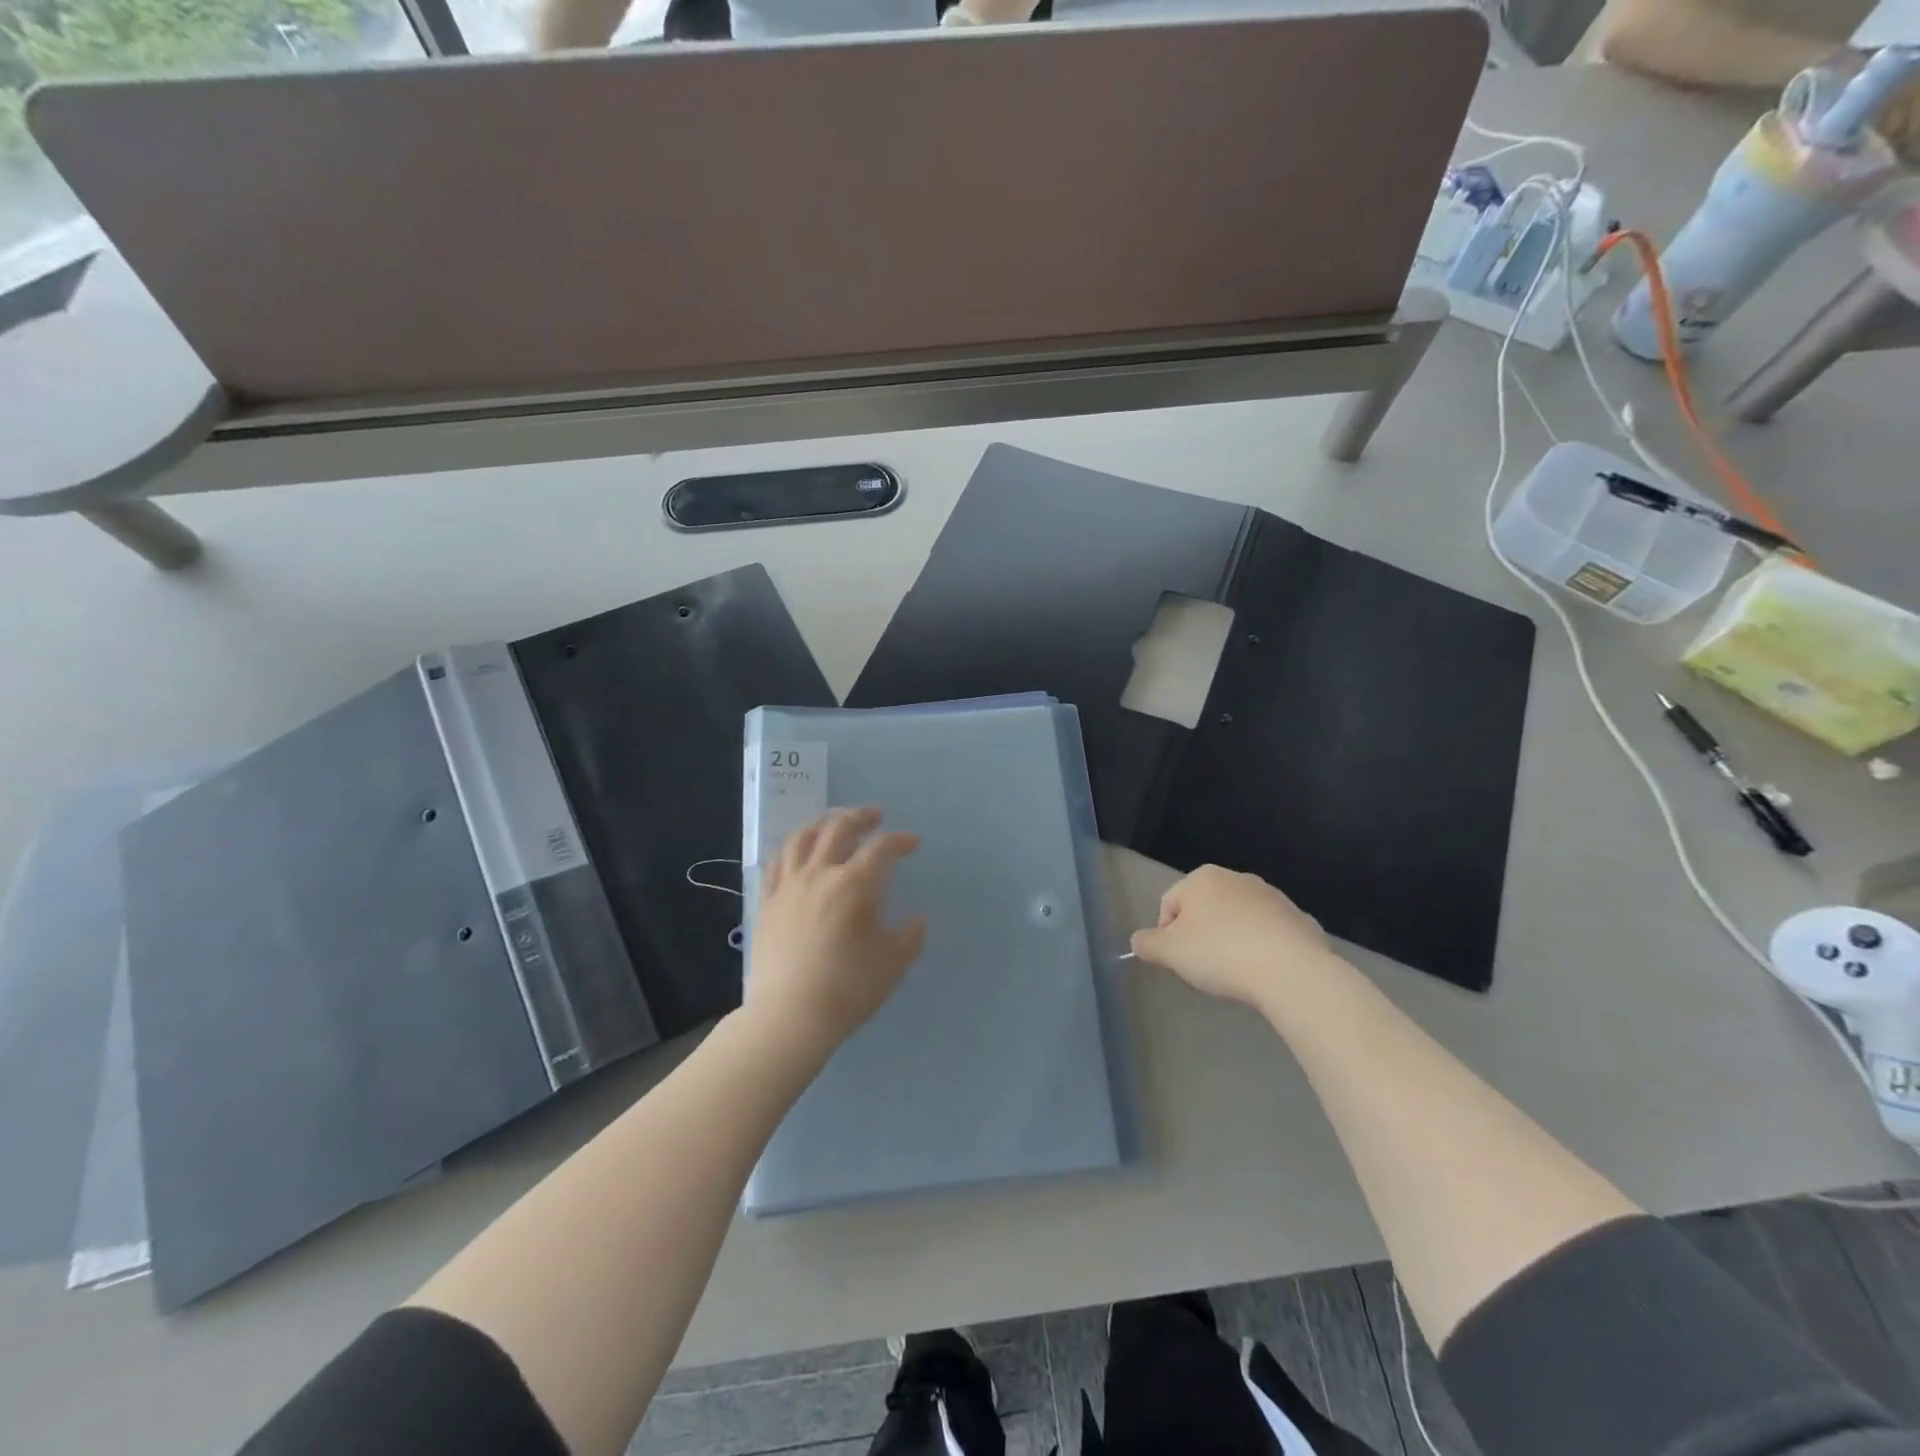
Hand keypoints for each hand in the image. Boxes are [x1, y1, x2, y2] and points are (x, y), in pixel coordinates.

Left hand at [745, 807, 926, 1055]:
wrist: (789, 1017)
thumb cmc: (848, 988)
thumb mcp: (893, 963)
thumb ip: (910, 936)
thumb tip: (916, 919)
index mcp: (855, 884)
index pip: (881, 848)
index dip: (900, 841)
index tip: (912, 843)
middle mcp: (820, 874)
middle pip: (839, 828)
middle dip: (861, 817)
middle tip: (875, 816)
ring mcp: (789, 885)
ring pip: (803, 836)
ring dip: (823, 822)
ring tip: (835, 822)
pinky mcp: (766, 900)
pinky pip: (777, 861)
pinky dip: (793, 847)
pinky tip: (799, 851)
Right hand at [1130, 865, 1341, 1009]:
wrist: (1292, 971)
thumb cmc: (1221, 954)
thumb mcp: (1170, 953)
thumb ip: (1146, 943)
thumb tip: (1138, 941)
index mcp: (1202, 878)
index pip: (1169, 904)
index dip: (1167, 935)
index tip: (1179, 961)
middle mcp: (1237, 878)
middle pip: (1205, 909)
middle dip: (1201, 936)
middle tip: (1204, 968)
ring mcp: (1272, 896)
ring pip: (1238, 920)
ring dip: (1232, 940)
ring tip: (1237, 972)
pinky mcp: (1299, 918)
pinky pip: (1269, 933)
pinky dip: (1262, 948)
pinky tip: (1264, 971)